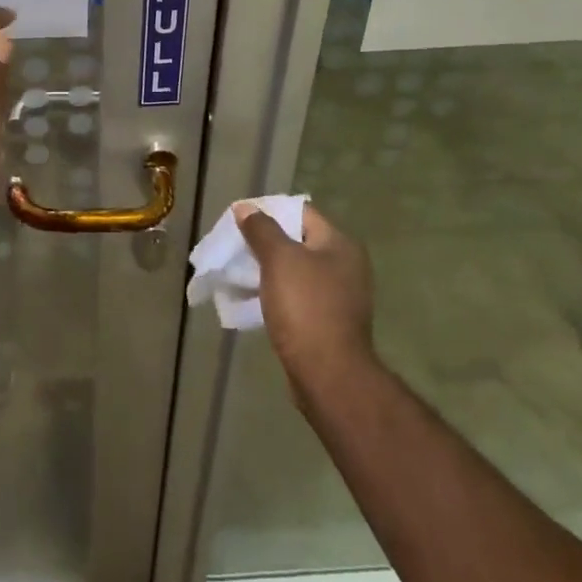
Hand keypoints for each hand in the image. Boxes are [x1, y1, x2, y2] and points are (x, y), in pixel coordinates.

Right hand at [236, 203, 377, 398]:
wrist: (328, 373)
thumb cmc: (306, 307)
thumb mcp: (279, 259)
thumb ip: (261, 229)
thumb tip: (246, 207)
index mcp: (340, 244)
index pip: (301, 212)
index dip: (269, 211)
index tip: (239, 219)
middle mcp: (346, 266)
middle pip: (298, 241)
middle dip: (265, 242)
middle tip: (235, 246)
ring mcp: (339, 296)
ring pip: (296, 271)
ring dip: (268, 270)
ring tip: (238, 273)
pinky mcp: (329, 321)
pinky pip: (297, 296)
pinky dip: (276, 294)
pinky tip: (254, 299)